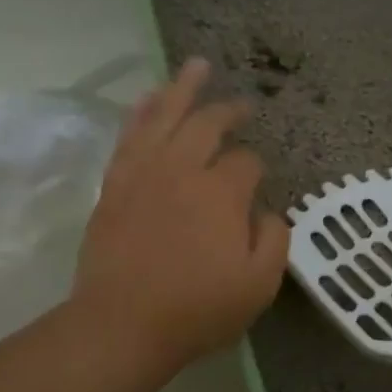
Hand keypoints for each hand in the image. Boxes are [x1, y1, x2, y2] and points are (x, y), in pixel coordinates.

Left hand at [71, 59, 289, 375]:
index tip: (258, 184)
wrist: (122, 325)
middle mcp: (183, 169)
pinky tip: (149, 97)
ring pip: (165, 116)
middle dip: (229, 112)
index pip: (247, 162)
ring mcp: (144, 172)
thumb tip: (268, 211)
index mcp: (222, 193)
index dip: (257, 168)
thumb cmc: (197, 309)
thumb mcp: (259, 285)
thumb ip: (275, 240)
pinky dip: (142, 111)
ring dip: (184, 88)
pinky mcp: (115, 184)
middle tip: (243, 106)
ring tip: (198, 65)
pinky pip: (129, 135)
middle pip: (208, 125)